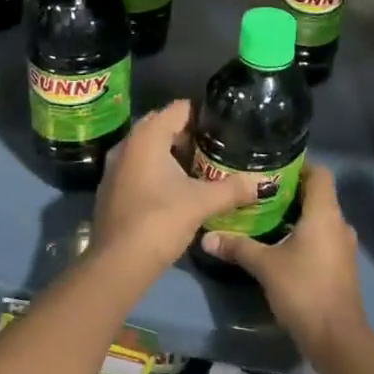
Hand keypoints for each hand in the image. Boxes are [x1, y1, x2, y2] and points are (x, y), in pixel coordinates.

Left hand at [92, 101, 260, 271]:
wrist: (117, 264)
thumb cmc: (159, 221)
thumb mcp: (202, 203)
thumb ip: (232, 190)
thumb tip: (261, 184)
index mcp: (147, 136)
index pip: (180, 109)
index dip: (204, 115)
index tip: (226, 127)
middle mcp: (127, 143)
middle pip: (163, 126)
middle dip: (190, 135)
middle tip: (217, 148)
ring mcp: (115, 167)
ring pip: (150, 149)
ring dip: (173, 155)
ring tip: (202, 169)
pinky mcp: (111, 189)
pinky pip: (139, 167)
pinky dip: (158, 171)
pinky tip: (177, 190)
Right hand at [201, 164, 363, 354]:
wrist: (337, 338)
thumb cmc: (303, 290)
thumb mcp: (265, 266)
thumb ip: (238, 247)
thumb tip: (206, 237)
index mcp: (325, 213)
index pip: (319, 173)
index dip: (299, 165)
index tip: (272, 167)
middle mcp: (339, 223)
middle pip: (318, 194)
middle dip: (290, 191)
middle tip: (259, 191)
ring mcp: (343, 246)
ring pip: (320, 218)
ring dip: (296, 214)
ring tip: (265, 215)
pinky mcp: (341, 265)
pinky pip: (322, 237)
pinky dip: (304, 234)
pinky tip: (280, 243)